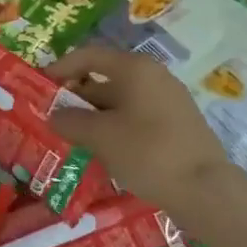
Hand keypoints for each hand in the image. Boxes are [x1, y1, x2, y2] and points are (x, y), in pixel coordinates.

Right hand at [47, 45, 237, 209]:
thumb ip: (70, 121)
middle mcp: (153, 77)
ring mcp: (168, 101)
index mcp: (135, 69)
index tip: (41, 84)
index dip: (61, 67)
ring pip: (120, 102)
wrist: (205, 190)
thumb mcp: (99, 136)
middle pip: (105, 79)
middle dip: (76, 98)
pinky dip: (114, 128)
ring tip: (72, 138)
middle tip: (52, 118)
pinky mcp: (176, 125)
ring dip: (94, 117)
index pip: (89, 56)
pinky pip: (135, 118)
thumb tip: (54, 115)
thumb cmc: (147, 152)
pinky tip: (102, 151)